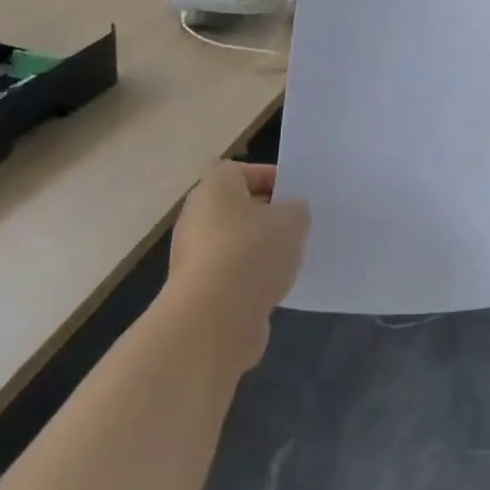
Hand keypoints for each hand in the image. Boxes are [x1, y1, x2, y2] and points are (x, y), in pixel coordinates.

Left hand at [165, 162, 308, 374]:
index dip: (272, 179)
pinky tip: (273, 287)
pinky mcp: (196, 290)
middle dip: (268, 216)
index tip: (297, 196)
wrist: (214, 318)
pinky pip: (230, 273)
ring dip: (259, 249)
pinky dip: (249, 278)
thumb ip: (296, 209)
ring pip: (235, 242)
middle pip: (238, 208)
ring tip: (290, 259)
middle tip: (297, 226)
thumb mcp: (293, 220)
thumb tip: (291, 212)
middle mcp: (197, 216)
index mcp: (215, 187)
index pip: (244, 171)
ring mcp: (193, 255)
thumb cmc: (253, 251)